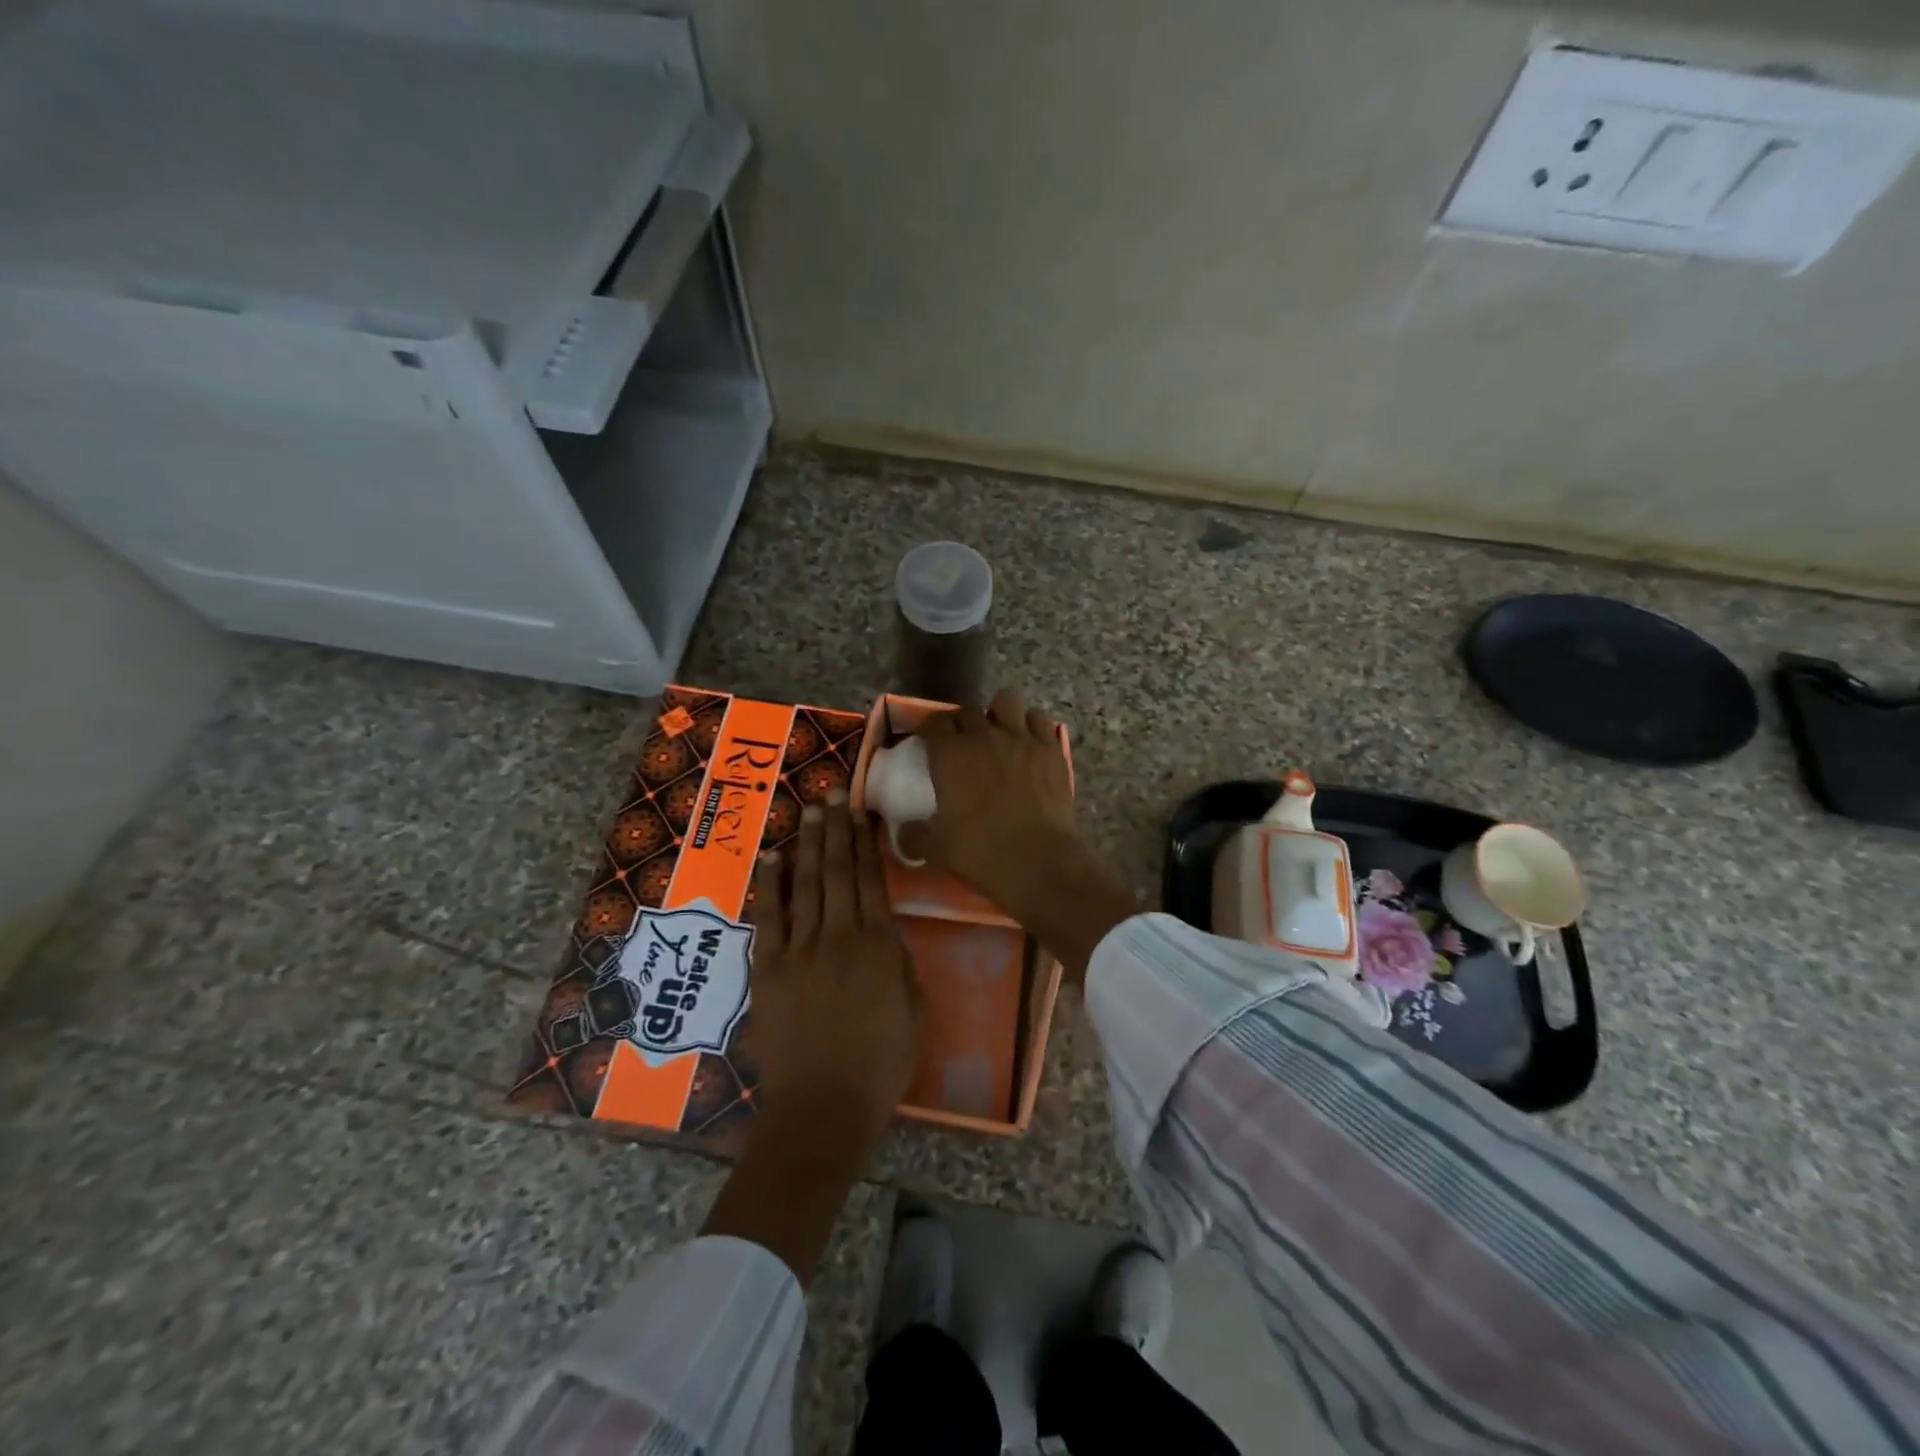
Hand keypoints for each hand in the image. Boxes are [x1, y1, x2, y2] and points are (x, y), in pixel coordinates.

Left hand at [747, 793, 923, 1148]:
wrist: (824, 1106)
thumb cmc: (881, 1063)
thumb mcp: (913, 1009)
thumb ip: (899, 962)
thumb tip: (886, 930)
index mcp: (879, 944)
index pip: (872, 880)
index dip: (866, 842)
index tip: (861, 812)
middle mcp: (840, 935)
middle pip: (838, 871)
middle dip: (836, 829)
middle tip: (832, 794)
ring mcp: (801, 949)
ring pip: (807, 884)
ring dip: (808, 844)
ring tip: (809, 810)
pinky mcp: (769, 969)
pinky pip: (770, 917)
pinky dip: (770, 884)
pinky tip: (771, 856)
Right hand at [909, 689, 1078, 923]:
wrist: (1038, 863)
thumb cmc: (980, 853)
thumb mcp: (936, 848)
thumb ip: (915, 834)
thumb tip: (904, 832)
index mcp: (950, 755)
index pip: (934, 724)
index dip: (930, 731)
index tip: (930, 743)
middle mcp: (984, 736)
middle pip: (968, 710)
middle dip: (963, 723)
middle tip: (964, 744)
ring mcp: (1021, 738)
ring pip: (1006, 700)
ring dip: (1000, 713)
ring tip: (1000, 732)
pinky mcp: (1051, 748)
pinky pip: (1039, 719)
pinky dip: (1031, 725)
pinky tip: (1029, 742)